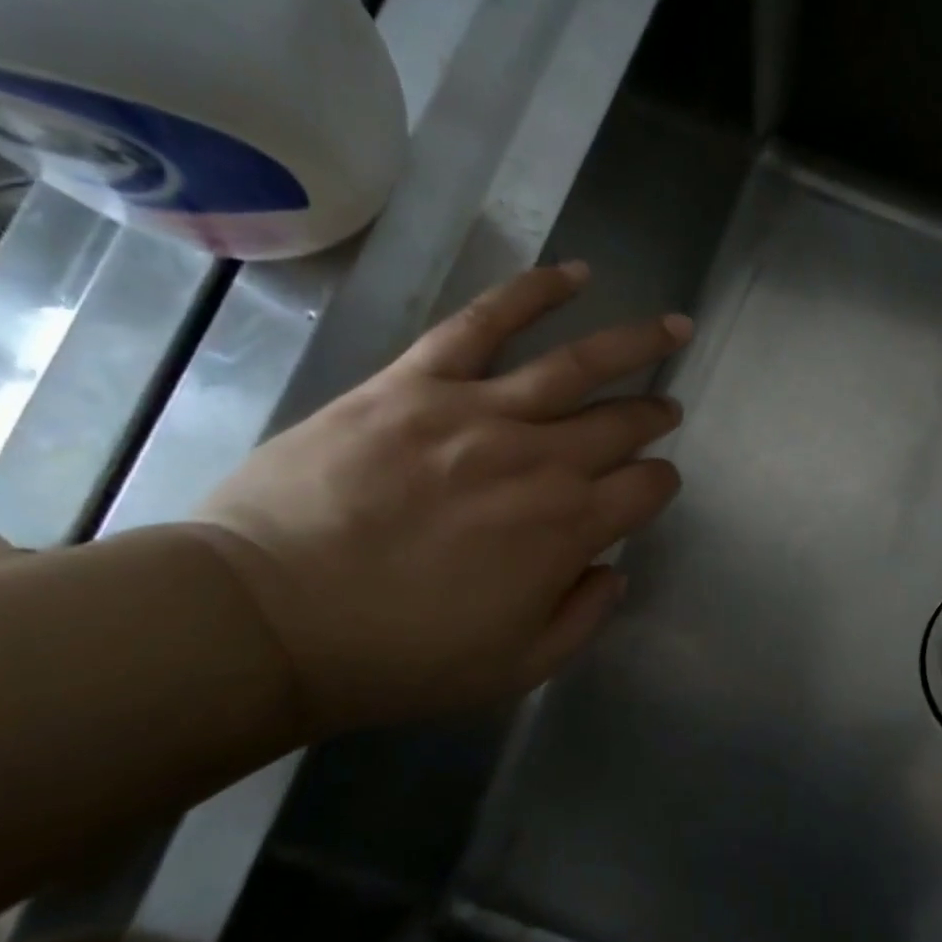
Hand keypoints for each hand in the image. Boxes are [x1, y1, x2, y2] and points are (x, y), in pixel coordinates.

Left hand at [187, 263, 689, 734]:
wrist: (268, 619)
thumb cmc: (400, 656)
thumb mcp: (516, 667)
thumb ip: (583, 617)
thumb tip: (612, 569)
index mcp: (569, 527)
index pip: (646, 487)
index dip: (661, 484)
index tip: (654, 486)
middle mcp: (542, 459)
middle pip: (623, 422)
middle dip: (654, 414)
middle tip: (666, 409)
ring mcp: (480, 411)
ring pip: (578, 363)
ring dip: (636, 344)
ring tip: (673, 326)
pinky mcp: (418, 381)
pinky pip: (485, 322)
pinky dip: (534, 292)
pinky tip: (574, 274)